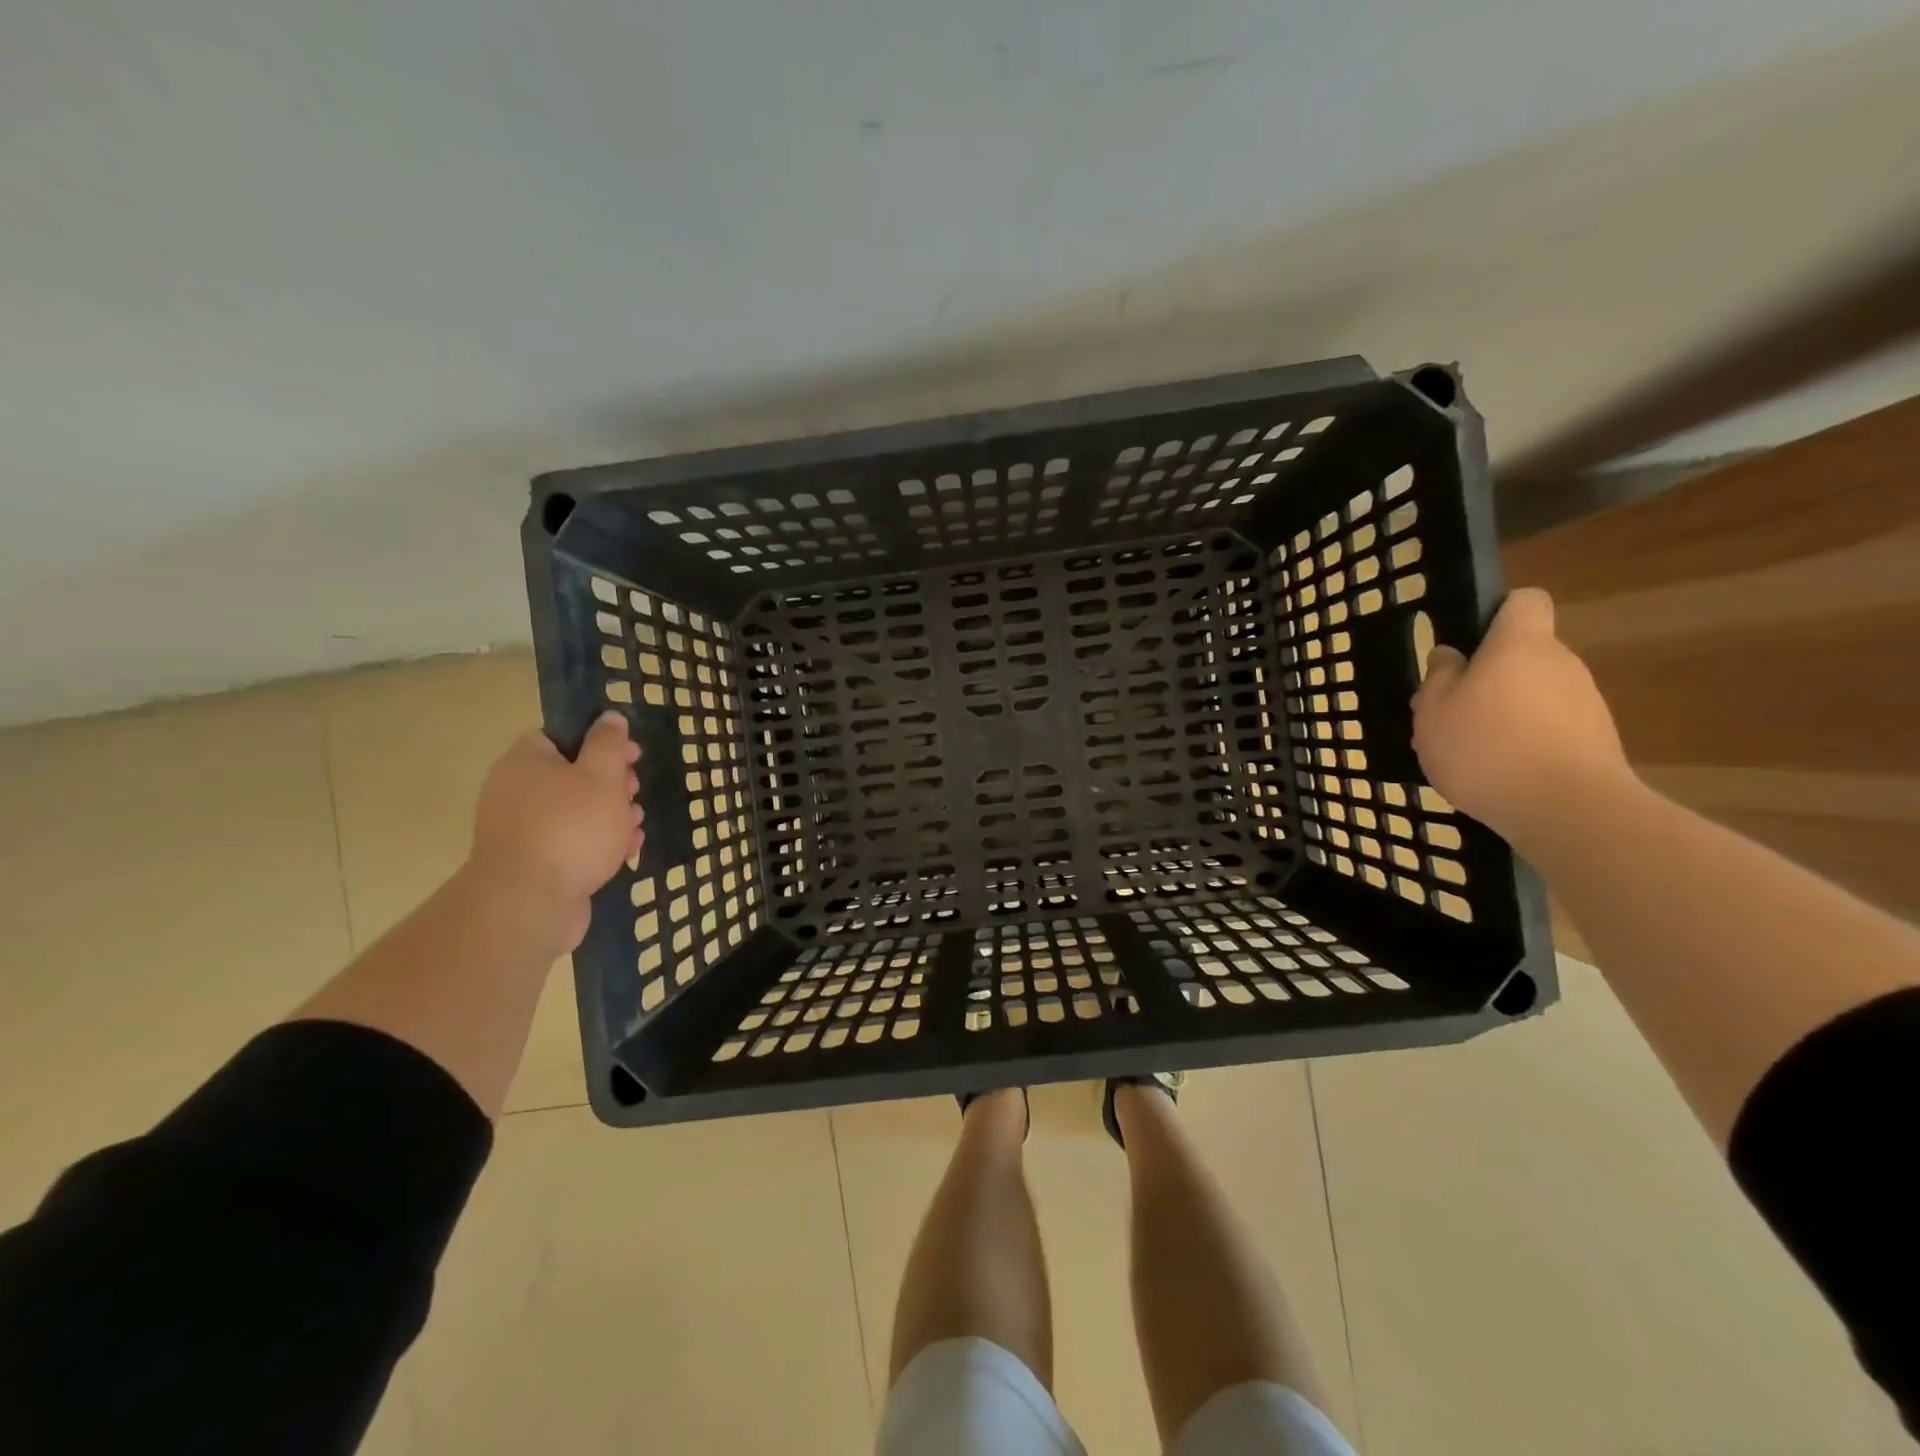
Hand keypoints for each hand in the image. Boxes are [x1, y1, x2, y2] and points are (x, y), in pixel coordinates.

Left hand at [466, 712, 642, 947]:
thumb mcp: (601, 776)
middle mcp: (516, 791)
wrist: (529, 903)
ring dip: (610, 815)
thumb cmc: (570, 828)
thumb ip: (609, 744)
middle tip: (634, 792)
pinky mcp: (534, 863)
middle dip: (612, 783)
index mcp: (526, 761)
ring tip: (634, 826)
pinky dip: (598, 844)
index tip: (632, 755)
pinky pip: (571, 843)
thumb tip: (610, 717)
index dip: (601, 742)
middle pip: (572, 775)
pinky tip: (625, 853)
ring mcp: (523, 830)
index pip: (562, 737)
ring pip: (576, 812)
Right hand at [1411, 588, 1632, 846]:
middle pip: (1523, 655)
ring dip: (1503, 712)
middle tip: (1448, 712)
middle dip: (1487, 677)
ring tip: (1468, 751)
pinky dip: (1524, 741)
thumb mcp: (1434, 711)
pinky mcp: (1596, 741)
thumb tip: (1451, 656)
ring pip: (1534, 693)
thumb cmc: (1486, 748)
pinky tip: (1498, 773)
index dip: (1497, 613)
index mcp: (1520, 645)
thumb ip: (1439, 678)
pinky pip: (1549, 727)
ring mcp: (1585, 703)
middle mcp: (1561, 663)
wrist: (1568, 810)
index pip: (1524, 602)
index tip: (1469, 642)